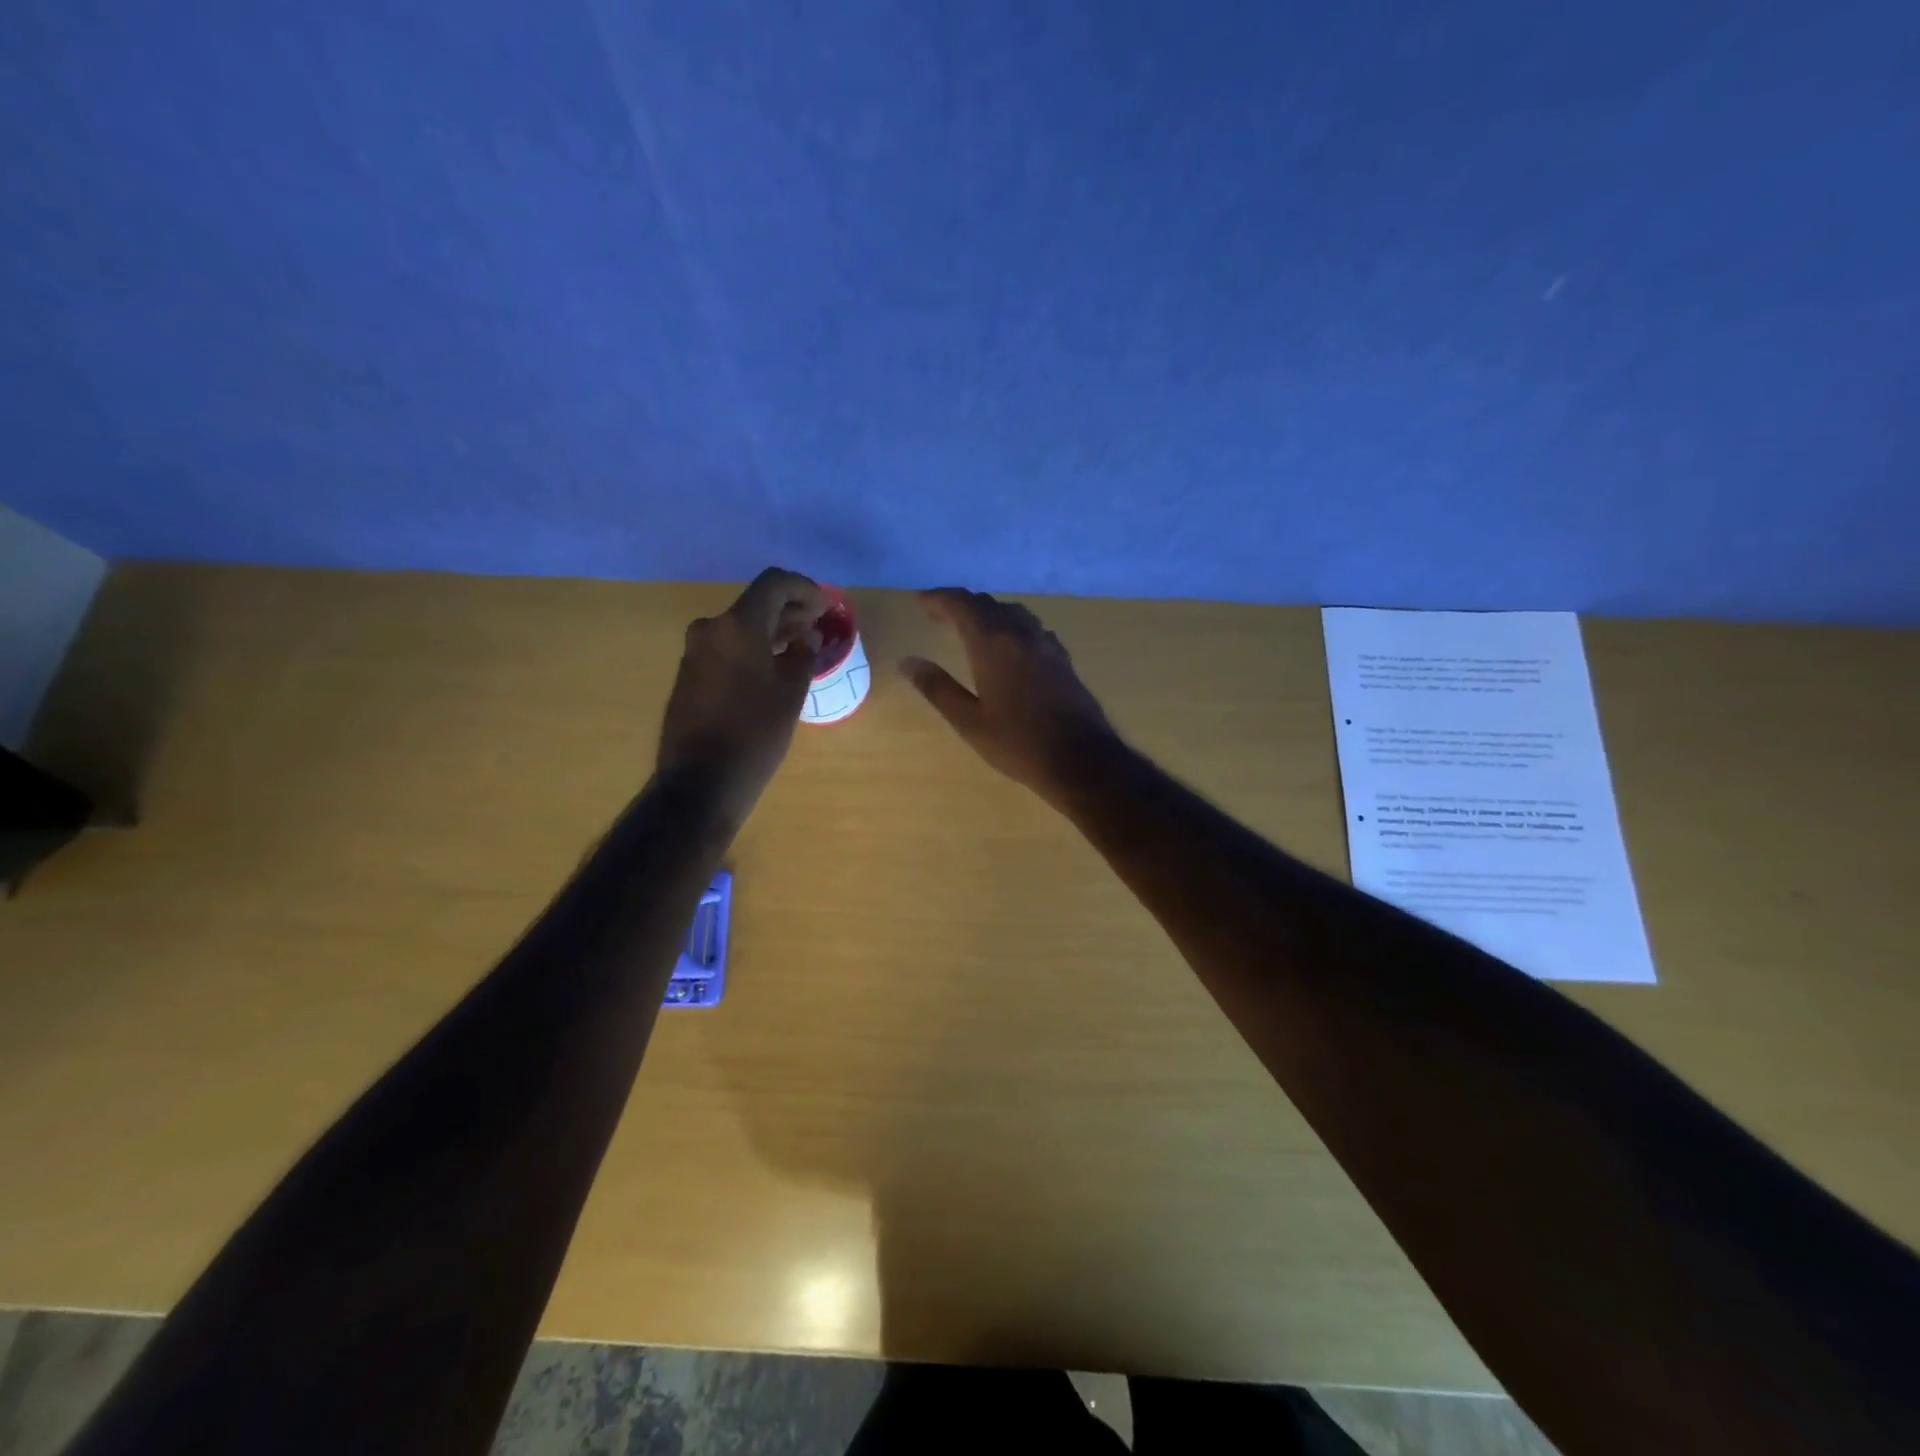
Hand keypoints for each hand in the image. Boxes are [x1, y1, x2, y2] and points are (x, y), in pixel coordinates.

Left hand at [658, 568, 825, 817]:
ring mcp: (695, 651)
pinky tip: (773, 667)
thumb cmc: (755, 734)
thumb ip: (802, 656)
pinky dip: (753, 647)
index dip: (805, 589)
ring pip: (740, 626)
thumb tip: (806, 638)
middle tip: (818, 625)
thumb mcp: (791, 694)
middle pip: (756, 603)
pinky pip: (727, 646)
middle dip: (790, 609)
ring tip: (800, 646)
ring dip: (772, 630)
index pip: (774, 584)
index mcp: (737, 626)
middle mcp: (711, 629)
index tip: (826, 607)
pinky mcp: (690, 674)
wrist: (701, 781)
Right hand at [900, 588, 1119, 803]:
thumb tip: (907, 662)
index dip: (939, 598)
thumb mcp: (969, 721)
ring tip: (970, 628)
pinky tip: (1009, 647)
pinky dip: (1011, 626)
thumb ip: (937, 688)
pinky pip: (1031, 628)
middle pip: (988, 604)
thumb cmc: (1018, 743)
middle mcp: (1021, 634)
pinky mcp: (1062, 658)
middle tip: (939, 616)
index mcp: (993, 644)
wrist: (1080, 759)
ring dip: (988, 613)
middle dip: (961, 604)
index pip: (962, 604)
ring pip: (1013, 613)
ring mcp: (1046, 644)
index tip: (920, 602)